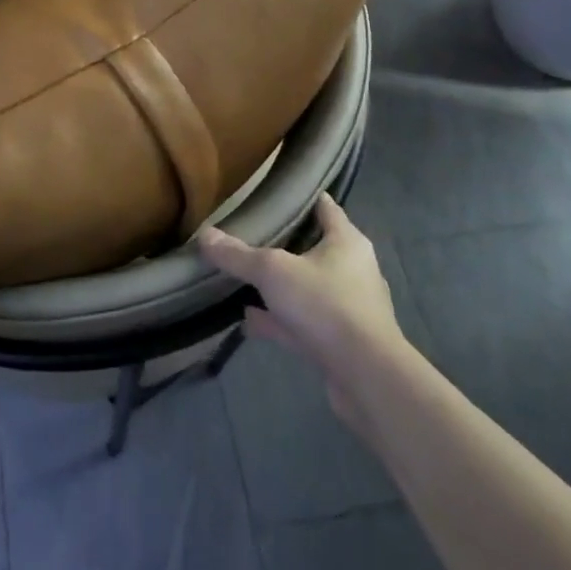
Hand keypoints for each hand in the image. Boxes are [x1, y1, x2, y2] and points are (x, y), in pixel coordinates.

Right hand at [197, 194, 405, 422]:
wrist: (366, 377)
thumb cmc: (325, 305)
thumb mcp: (272, 272)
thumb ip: (238, 255)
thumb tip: (204, 234)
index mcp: (347, 243)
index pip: (326, 208)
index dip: (303, 197)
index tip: (276, 192)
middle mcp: (354, 271)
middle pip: (316, 249)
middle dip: (286, 245)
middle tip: (252, 235)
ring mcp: (350, 309)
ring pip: (308, 289)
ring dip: (281, 288)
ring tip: (245, 282)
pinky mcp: (342, 342)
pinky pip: (304, 322)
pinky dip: (280, 320)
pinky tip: (251, 321)